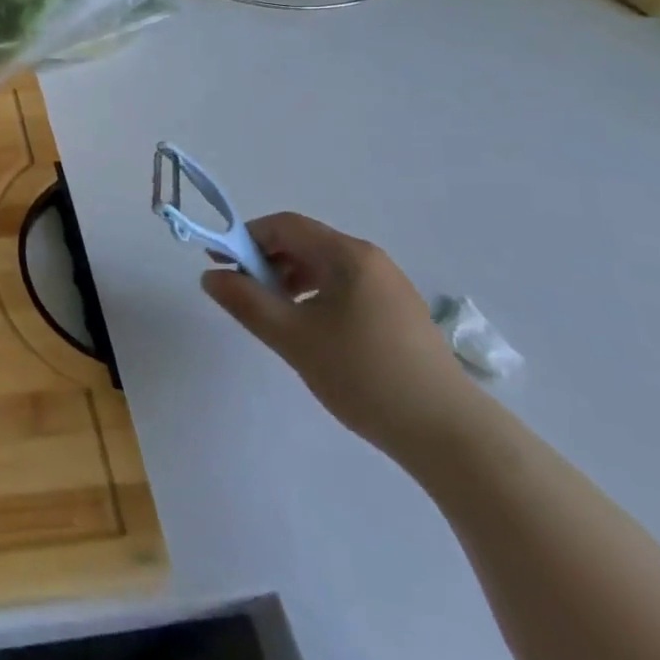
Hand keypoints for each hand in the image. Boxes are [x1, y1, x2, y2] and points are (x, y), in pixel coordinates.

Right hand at [201, 212, 475, 457]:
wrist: (448, 434)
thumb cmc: (363, 374)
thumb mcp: (292, 337)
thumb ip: (246, 302)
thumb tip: (211, 276)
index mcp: (347, 255)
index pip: (285, 225)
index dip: (246, 237)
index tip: (220, 263)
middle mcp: (370, 260)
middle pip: (305, 243)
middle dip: (266, 261)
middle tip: (242, 292)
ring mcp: (389, 287)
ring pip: (324, 268)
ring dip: (289, 280)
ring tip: (272, 315)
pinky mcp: (398, 314)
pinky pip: (344, 288)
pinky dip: (315, 297)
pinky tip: (308, 331)